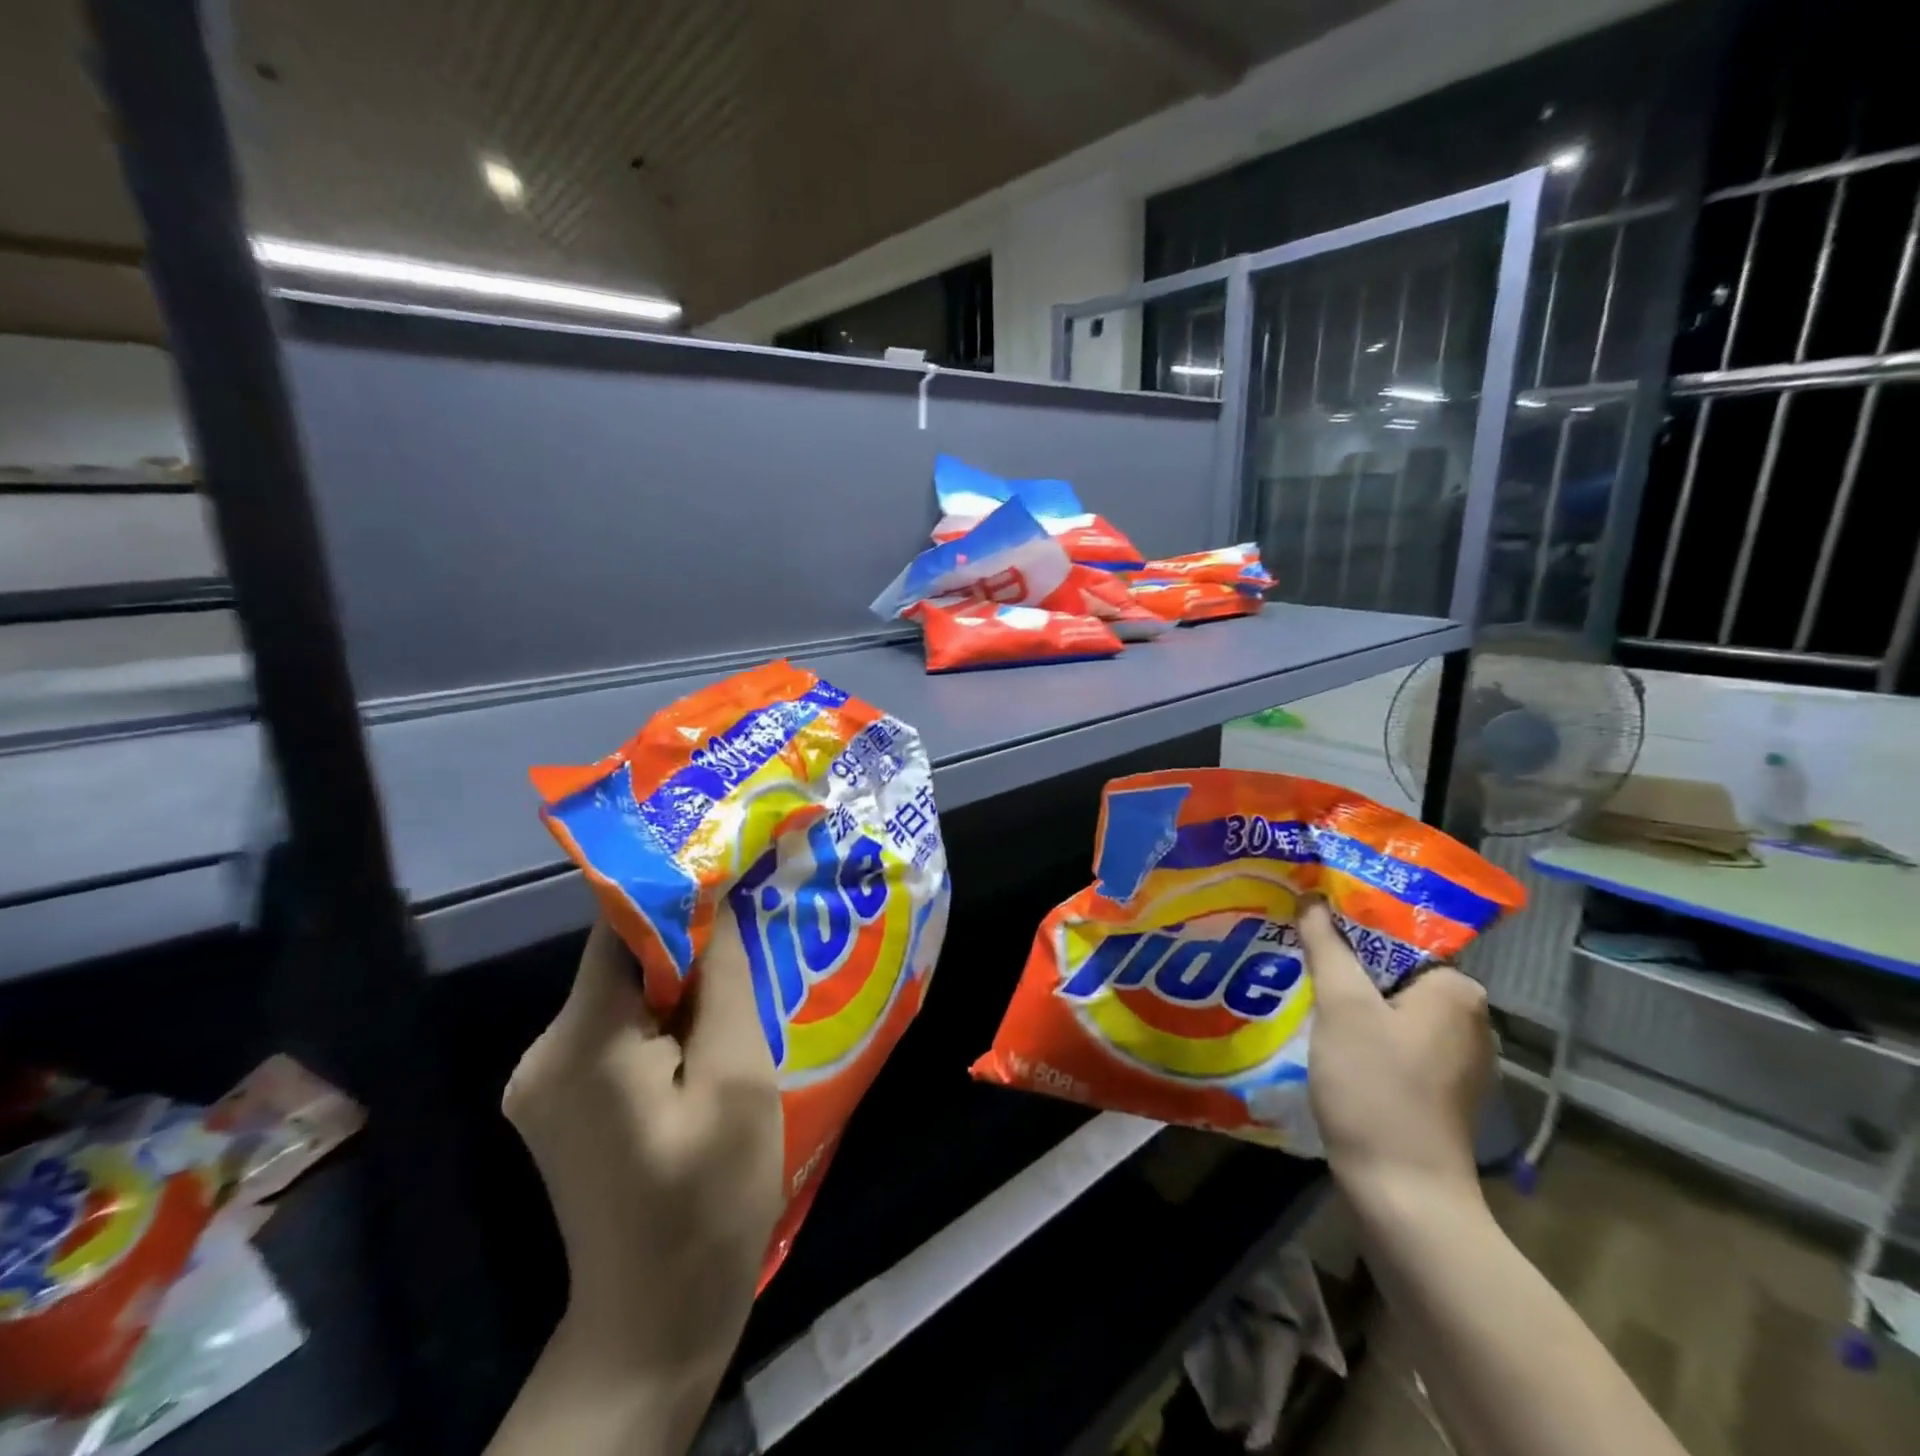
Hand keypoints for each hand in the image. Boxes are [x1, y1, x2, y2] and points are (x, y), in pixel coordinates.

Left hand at [502, 911, 782, 1387]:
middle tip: (755, 920)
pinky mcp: (564, 1103)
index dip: (676, 890)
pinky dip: (665, 1019)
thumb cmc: (708, 1199)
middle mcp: (545, 1053)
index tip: (731, 864)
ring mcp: (547, 1082)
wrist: (656, 1322)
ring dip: (682, 982)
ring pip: (624, 995)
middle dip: (689, 939)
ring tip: (747, 974)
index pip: (619, 928)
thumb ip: (725, 983)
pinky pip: (618, 1032)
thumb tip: (721, 905)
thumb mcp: (737, 1080)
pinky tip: (712, 1032)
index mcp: (581, 1043)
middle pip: (621, 961)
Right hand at [1300, 898, 1492, 1211]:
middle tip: (1295, 947)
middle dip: (1344, 960)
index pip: (1398, 935)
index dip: (1348, 922)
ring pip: (1390, 1005)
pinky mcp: (1439, 1090)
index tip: (1305, 917)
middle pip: (1393, 969)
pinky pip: (1394, 1038)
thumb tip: (1312, 898)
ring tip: (1300, 982)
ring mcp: (1456, 1059)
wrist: (1403, 1195)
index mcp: (1457, 991)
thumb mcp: (1341, 1007)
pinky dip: (1361, 1029)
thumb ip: (1326, 945)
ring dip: (1349, 995)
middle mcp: (1469, 1019)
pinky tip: (1324, 1032)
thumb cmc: (1375, 1088)